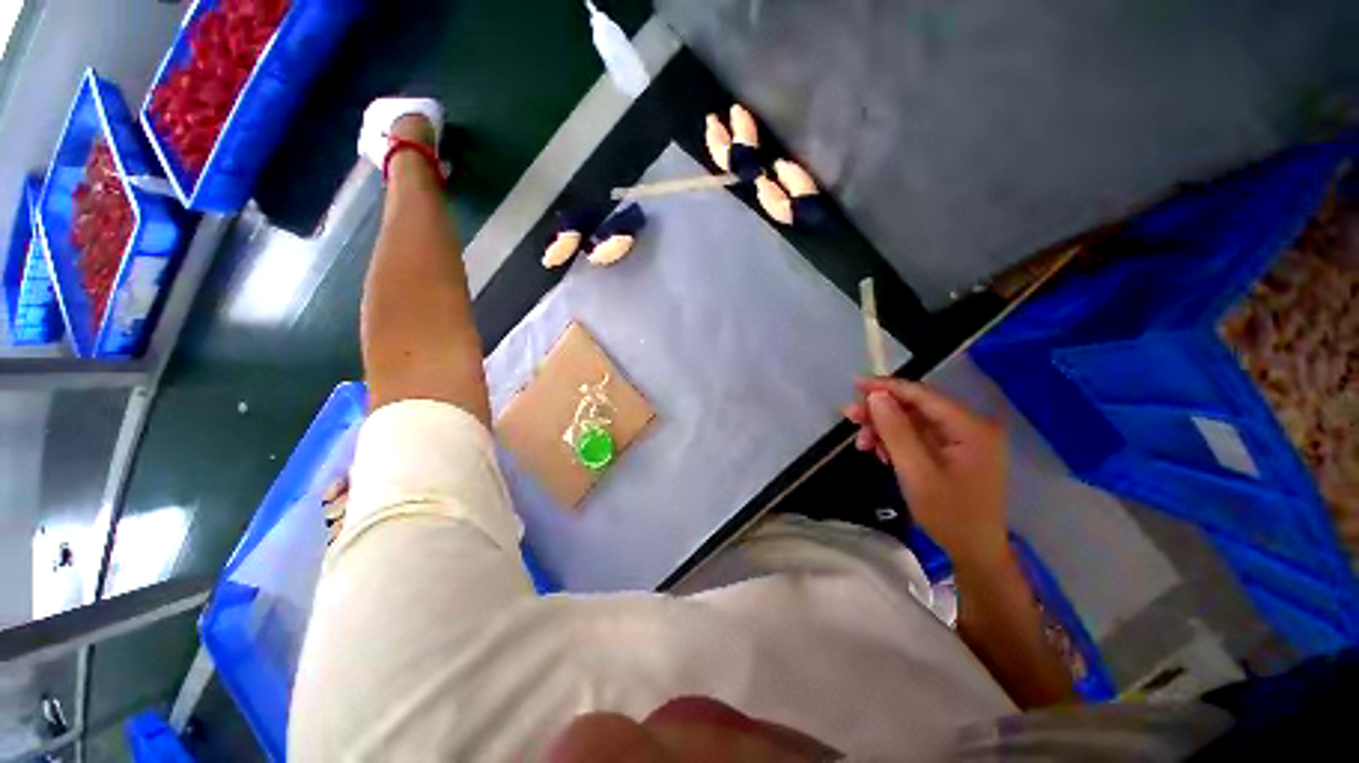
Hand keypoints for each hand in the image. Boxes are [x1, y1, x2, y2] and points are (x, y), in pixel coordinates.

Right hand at [843, 377, 1009, 569]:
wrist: (974, 551)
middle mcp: (970, 426)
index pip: (922, 395)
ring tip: (862, 442)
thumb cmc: (948, 514)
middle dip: (881, 412)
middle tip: (850, 418)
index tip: (855, 384)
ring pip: (914, 421)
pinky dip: (896, 441)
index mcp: (970, 427)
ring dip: (885, 429)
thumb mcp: (916, 472)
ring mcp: (963, 439)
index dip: (887, 387)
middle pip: (916, 407)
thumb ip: (896, 431)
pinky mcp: (954, 451)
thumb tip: (876, 396)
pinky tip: (880, 452)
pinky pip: (919, 436)